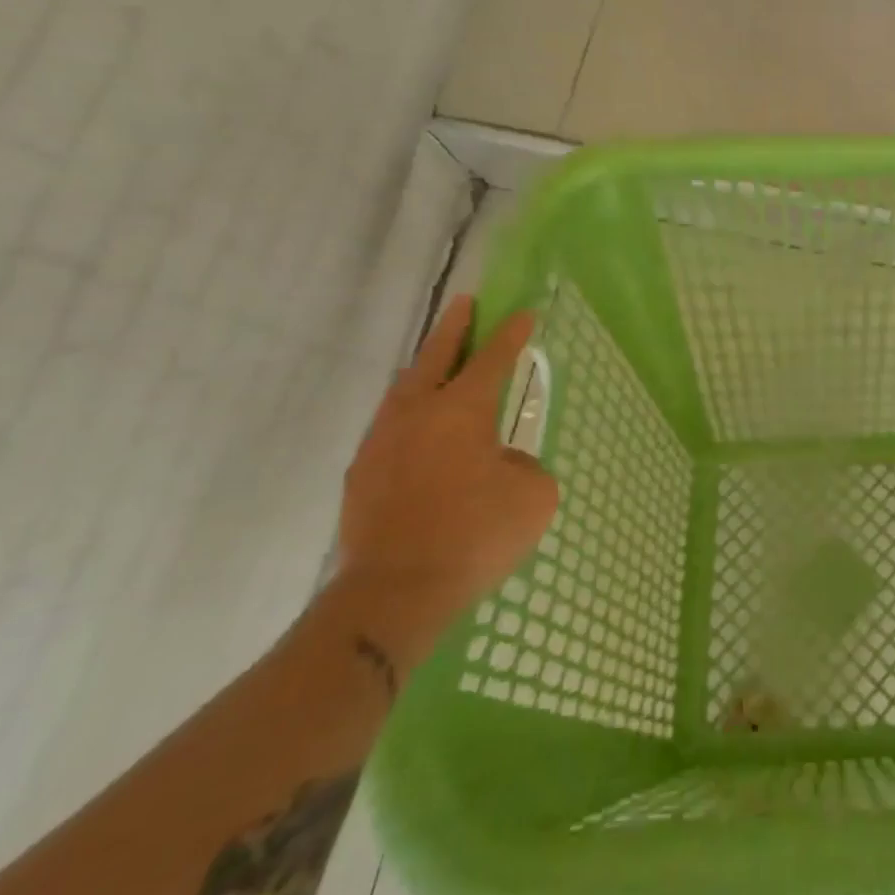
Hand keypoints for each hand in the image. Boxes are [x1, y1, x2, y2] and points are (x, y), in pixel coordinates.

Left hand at [331, 295, 558, 670]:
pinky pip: (390, 428)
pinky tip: (419, 429)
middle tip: (465, 303)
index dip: (511, 335)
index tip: (522, 312)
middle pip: (435, 357)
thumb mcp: (532, 496)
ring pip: (404, 390)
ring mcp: (382, 443)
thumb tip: (501, 463)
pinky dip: (409, 414)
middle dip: (454, 328)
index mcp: (461, 411)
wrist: (396, 591)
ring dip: (424, 369)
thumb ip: (523, 466)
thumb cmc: (475, 535)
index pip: (492, 360)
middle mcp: (417, 414)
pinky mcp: (362, 475)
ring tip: (438, 361)